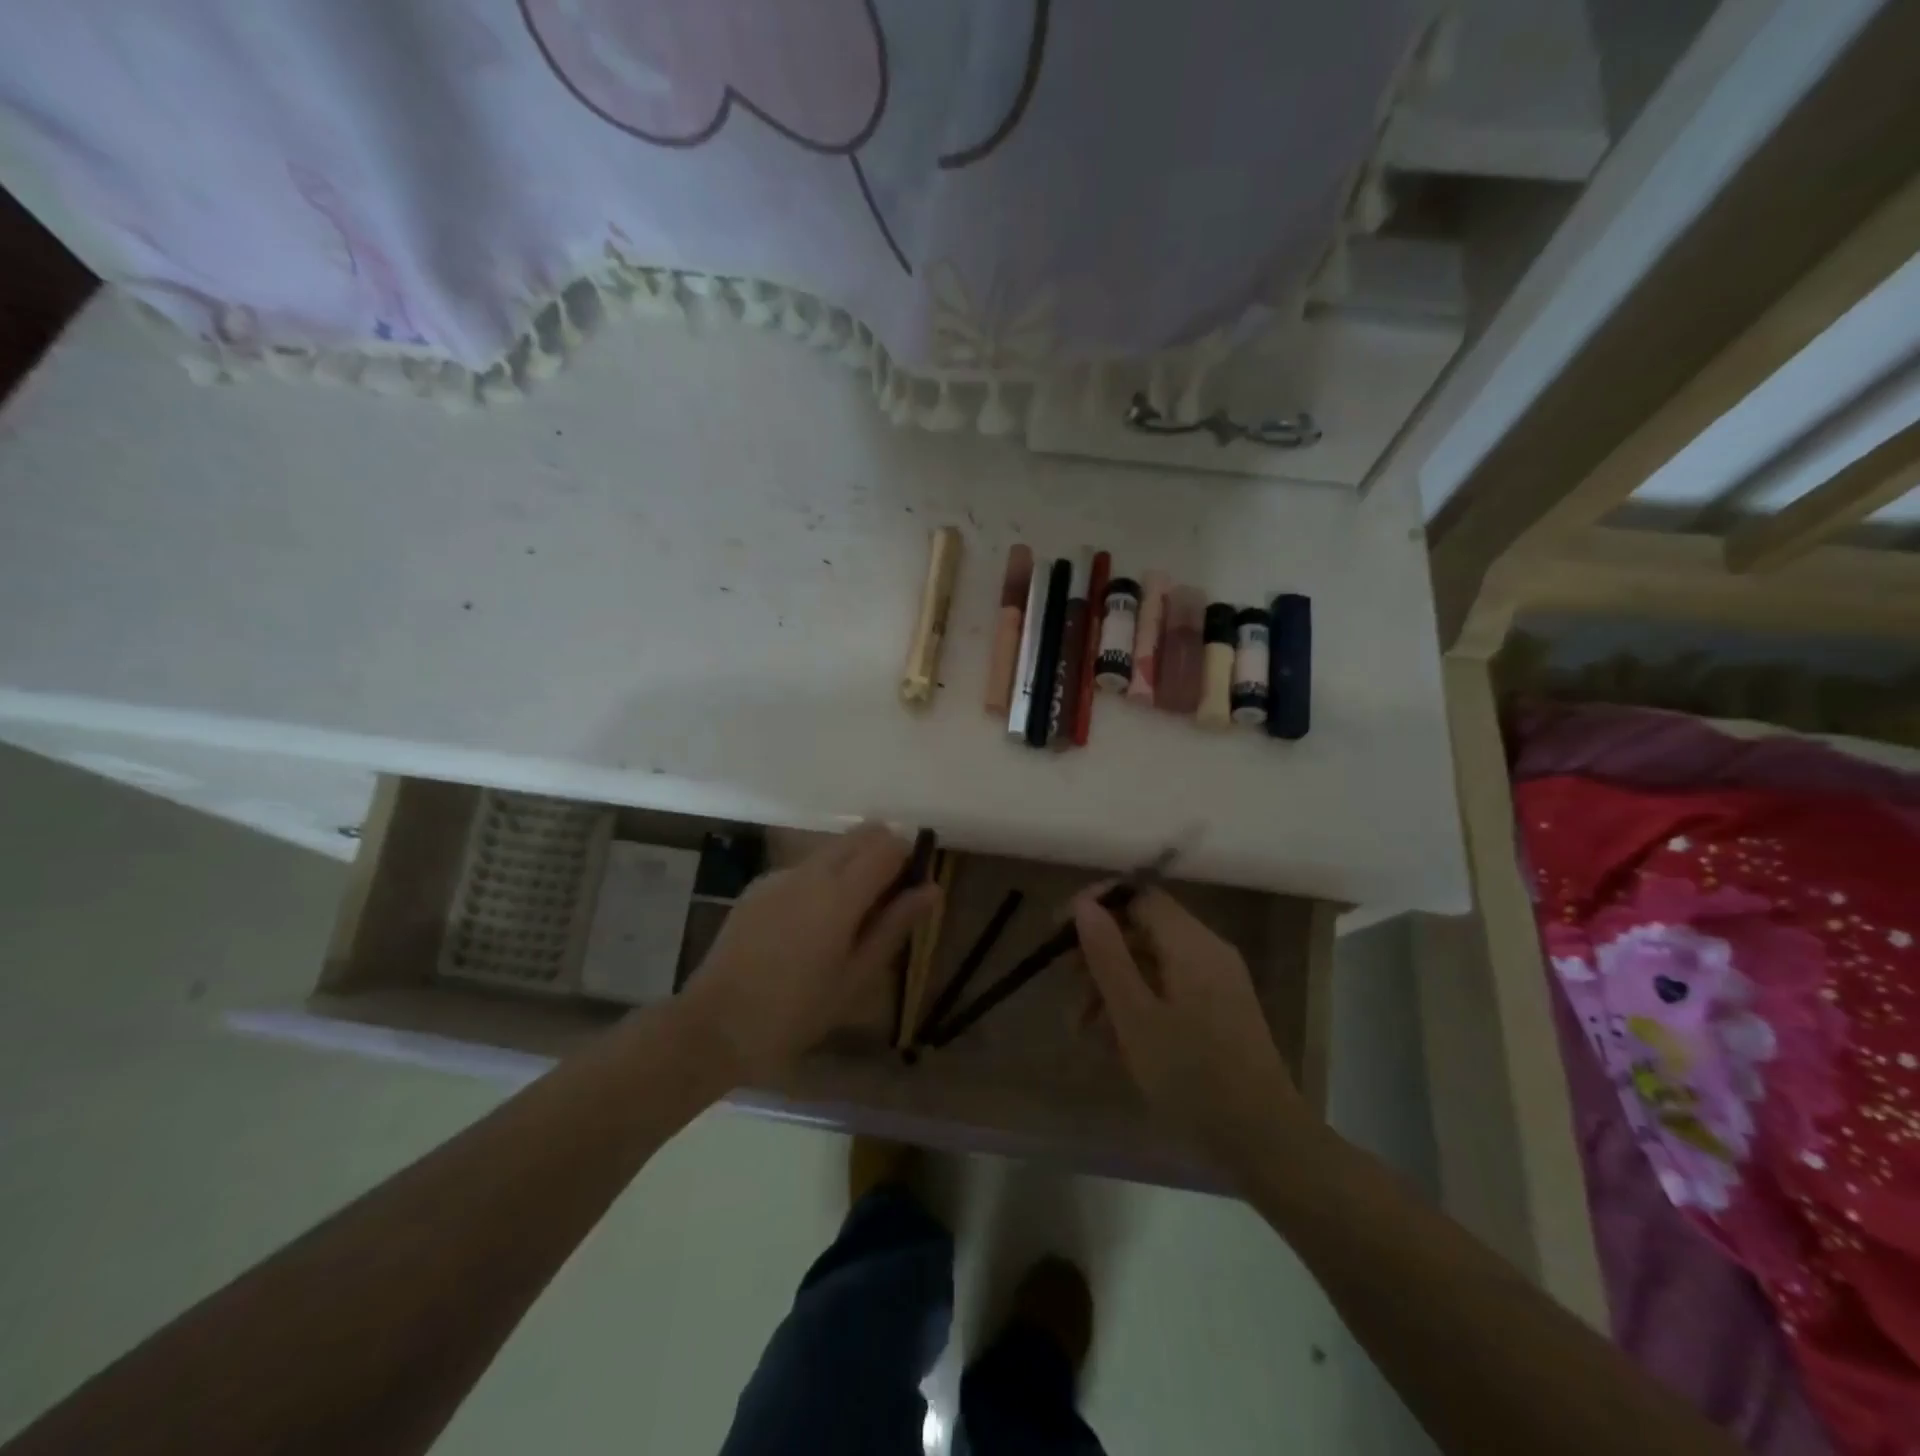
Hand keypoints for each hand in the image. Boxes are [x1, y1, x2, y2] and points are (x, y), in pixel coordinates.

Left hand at [682, 824, 938, 1082]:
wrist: (715, 1025)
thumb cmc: (796, 1011)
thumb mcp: (856, 976)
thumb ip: (895, 925)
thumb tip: (932, 889)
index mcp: (841, 893)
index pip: (889, 844)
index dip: (908, 858)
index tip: (910, 891)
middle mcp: (811, 870)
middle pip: (861, 835)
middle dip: (882, 853)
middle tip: (885, 902)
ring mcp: (780, 875)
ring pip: (832, 849)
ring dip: (852, 866)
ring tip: (846, 922)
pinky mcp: (758, 885)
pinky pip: (803, 869)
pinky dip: (820, 881)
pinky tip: (806, 929)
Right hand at [1074, 888, 1307, 1169]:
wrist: (1264, 1142)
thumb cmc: (1192, 1076)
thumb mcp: (1135, 1016)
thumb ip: (1107, 955)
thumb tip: (1083, 905)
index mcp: (1191, 943)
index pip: (1139, 895)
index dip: (1097, 904)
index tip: (1060, 932)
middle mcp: (1208, 950)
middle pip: (1143, 929)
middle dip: (1100, 954)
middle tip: (1068, 990)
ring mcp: (1217, 981)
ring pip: (1152, 963)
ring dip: (1114, 985)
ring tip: (1084, 1029)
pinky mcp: (1219, 1010)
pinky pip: (1169, 989)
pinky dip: (1138, 1004)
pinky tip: (1115, 1041)